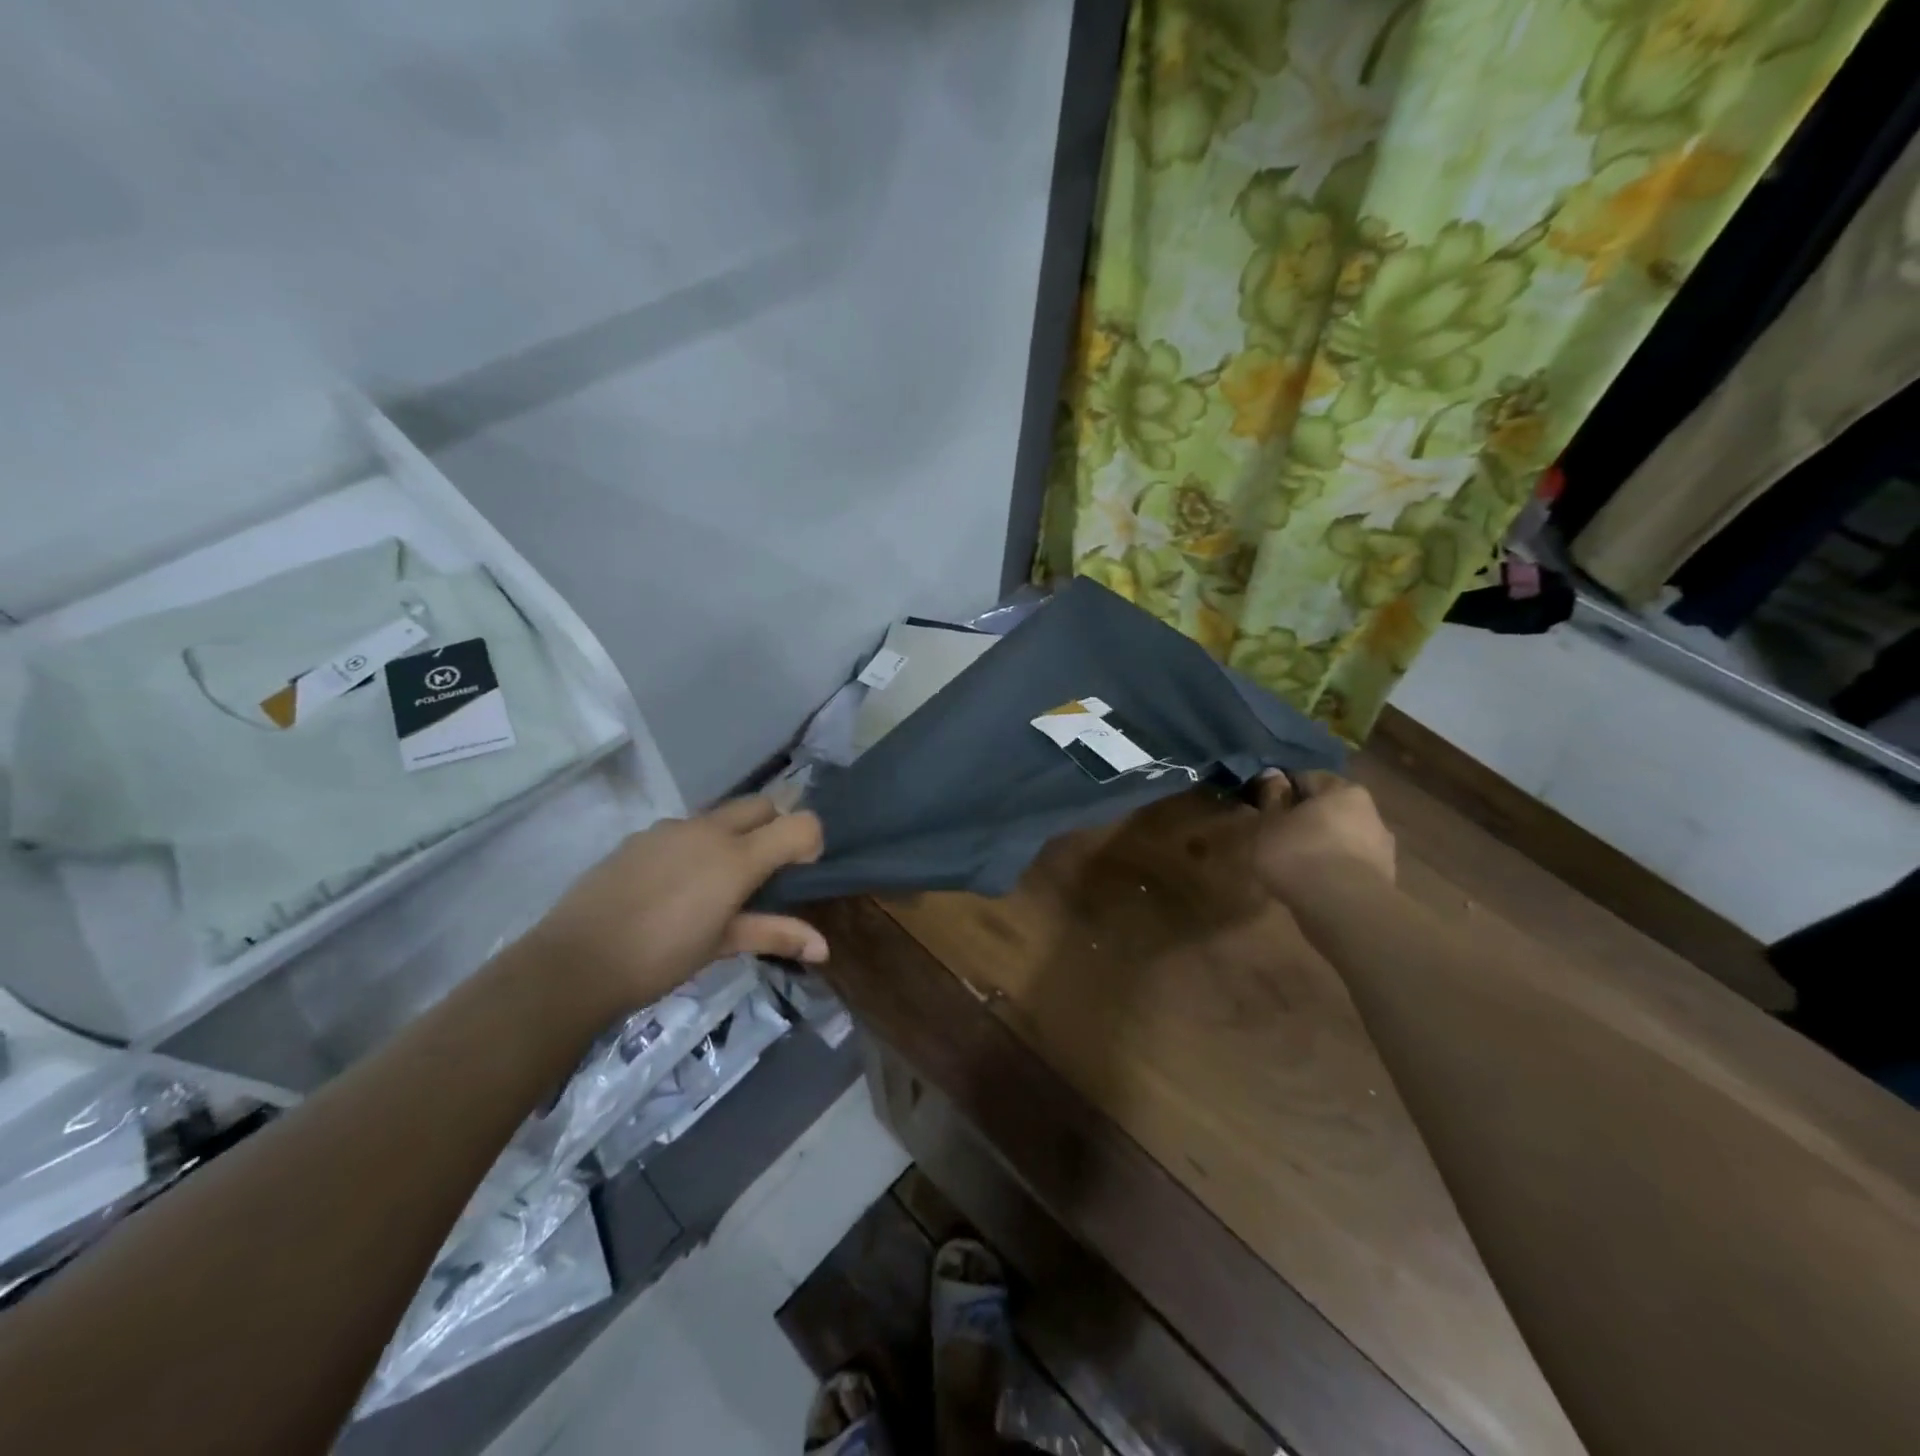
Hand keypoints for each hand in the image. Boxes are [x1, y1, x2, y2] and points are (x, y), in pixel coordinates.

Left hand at [520, 796, 825, 1015]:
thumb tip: (824, 948)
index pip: (800, 824)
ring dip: (735, 836)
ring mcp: (671, 828)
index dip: (811, 842)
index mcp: (737, 857)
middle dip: (775, 828)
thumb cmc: (660, 958)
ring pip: (721, 815)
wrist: (575, 961)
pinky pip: (684, 829)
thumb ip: (776, 935)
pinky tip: (674, 886)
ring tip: (715, 884)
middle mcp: (709, 830)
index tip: (799, 873)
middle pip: (763, 805)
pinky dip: (696, 845)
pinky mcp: (641, 836)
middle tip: (763, 873)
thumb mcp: (722, 946)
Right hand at [1253, 770, 1395, 902]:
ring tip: (1296, 863)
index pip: (1308, 778)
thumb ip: (1271, 797)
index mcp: (1343, 790)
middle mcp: (1370, 811)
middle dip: (1307, 818)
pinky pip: (1351, 864)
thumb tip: (1272, 774)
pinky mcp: (1385, 878)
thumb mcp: (1270, 822)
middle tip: (1279, 835)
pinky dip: (1334, 868)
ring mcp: (1382, 847)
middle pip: (1330, 808)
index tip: (1265, 807)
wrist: (1343, 908)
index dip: (1283, 790)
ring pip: (1343, 837)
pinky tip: (1315, 882)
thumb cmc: (1299, 853)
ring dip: (1323, 844)